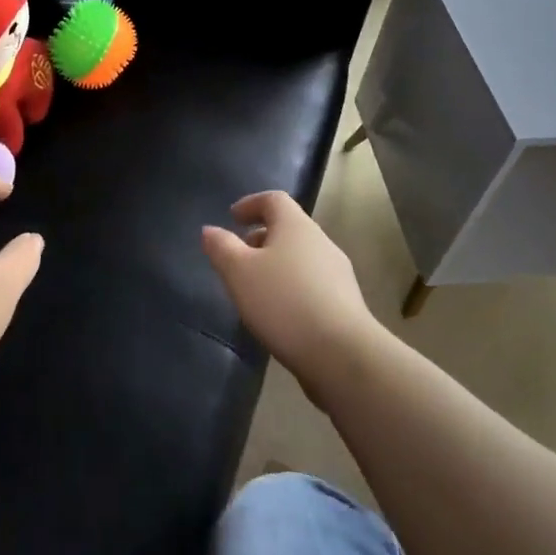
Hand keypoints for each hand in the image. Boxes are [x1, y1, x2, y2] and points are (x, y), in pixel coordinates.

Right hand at [201, 191, 377, 399]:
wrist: (342, 354)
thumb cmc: (283, 302)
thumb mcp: (239, 272)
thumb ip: (221, 247)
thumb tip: (210, 230)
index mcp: (296, 226)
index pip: (274, 199)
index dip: (251, 204)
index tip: (232, 217)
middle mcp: (320, 242)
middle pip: (288, 228)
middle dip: (261, 238)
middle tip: (239, 257)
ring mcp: (337, 273)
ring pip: (300, 257)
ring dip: (276, 265)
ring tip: (255, 289)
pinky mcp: (345, 303)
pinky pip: (312, 283)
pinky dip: (291, 288)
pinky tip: (280, 314)